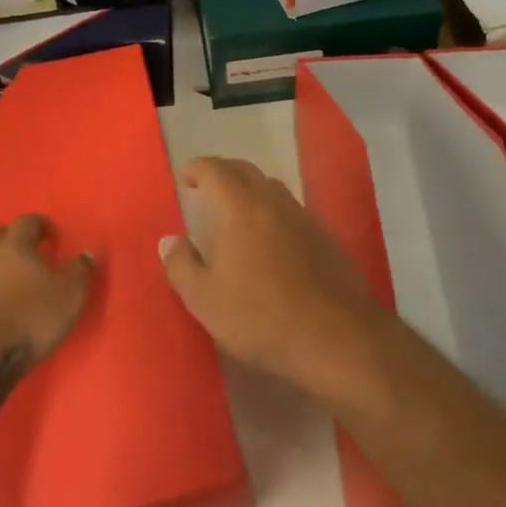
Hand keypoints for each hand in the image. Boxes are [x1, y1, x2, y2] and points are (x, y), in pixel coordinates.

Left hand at [0, 215, 93, 366]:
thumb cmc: (32, 318)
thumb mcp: (70, 294)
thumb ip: (81, 270)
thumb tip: (88, 252)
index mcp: (15, 246)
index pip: (27, 221)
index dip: (42, 224)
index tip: (54, 236)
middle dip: (15, 238)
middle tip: (32, 250)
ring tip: (14, 279)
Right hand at [159, 156, 383, 400]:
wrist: (336, 337)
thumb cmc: (261, 317)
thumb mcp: (205, 300)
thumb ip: (181, 266)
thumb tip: (170, 241)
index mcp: (240, 208)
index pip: (216, 170)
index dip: (198, 169)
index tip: (186, 178)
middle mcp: (273, 202)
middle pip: (245, 171)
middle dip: (223, 173)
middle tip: (207, 188)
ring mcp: (303, 217)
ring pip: (272, 188)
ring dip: (250, 189)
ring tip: (236, 210)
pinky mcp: (325, 237)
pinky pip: (291, 210)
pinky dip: (273, 211)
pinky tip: (270, 239)